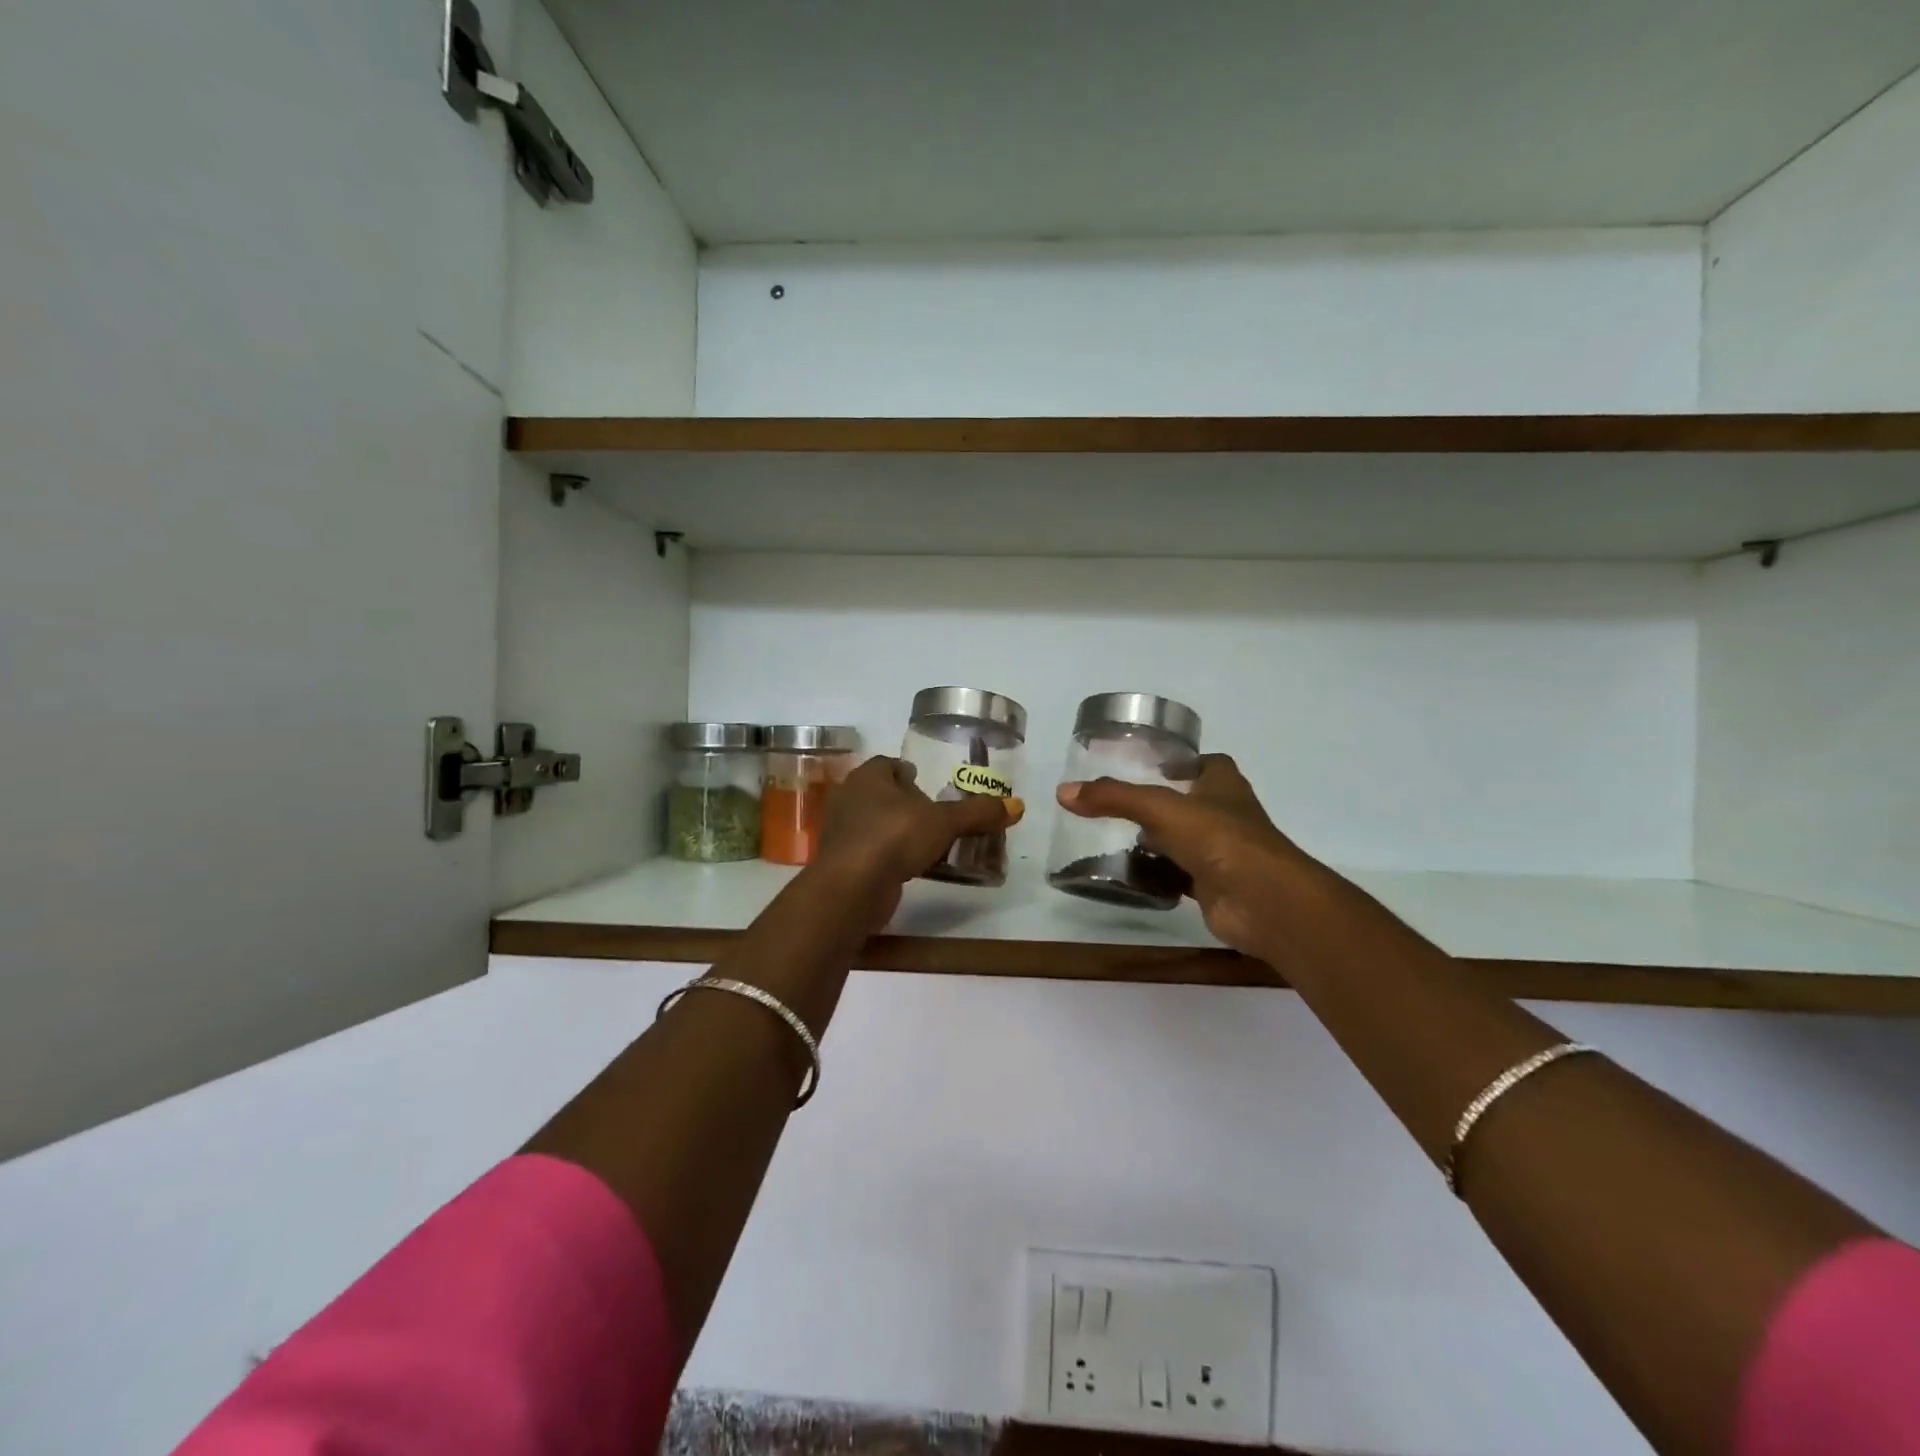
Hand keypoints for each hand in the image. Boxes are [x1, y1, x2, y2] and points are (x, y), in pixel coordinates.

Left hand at [813, 756, 1024, 925]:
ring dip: (899, 831)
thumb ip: (977, 813)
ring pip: (877, 823)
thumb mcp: (944, 822)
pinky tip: (913, 867)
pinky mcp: (843, 861)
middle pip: (883, 794)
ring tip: (929, 842)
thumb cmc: (894, 837)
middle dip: (907, 803)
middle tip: (936, 815)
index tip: (929, 784)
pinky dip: (891, 855)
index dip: (909, 772)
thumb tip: (1018, 806)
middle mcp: (850, 797)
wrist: (851, 888)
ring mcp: (843, 831)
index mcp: (868, 776)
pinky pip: (873, 851)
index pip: (889, 764)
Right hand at [1057, 754, 1307, 954]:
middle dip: (1161, 804)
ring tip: (1115, 838)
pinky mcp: (1212, 887)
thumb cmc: (1219, 839)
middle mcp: (1226, 816)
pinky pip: (1179, 876)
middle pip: (1192, 803)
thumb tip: (1063, 792)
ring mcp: (1221, 853)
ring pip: (1183, 841)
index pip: (1208, 764)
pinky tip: (1130, 875)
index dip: (1183, 762)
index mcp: (1224, 786)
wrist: (1261, 901)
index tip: (1152, 765)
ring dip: (1157, 841)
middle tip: (1119, 804)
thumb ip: (1114, 798)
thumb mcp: (1161, 808)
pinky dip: (1158, 875)